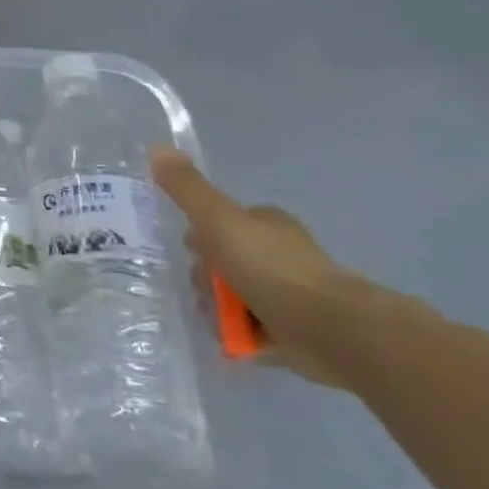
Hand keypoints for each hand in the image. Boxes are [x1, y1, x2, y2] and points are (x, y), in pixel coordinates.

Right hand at [150, 146, 366, 384]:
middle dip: (207, 280)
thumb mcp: (219, 221)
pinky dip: (238, 336)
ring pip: (232, 297)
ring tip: (221, 321)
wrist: (332, 330)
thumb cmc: (273, 268)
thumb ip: (187, 189)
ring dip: (219, 310)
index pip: (219, 223)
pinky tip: (232, 340)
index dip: (199, 237)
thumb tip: (156, 147)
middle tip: (208, 291)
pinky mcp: (293, 331)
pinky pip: (250, 330)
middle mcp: (278, 254)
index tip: (190, 252)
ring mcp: (287, 294)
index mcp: (265, 224)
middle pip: (221, 263)